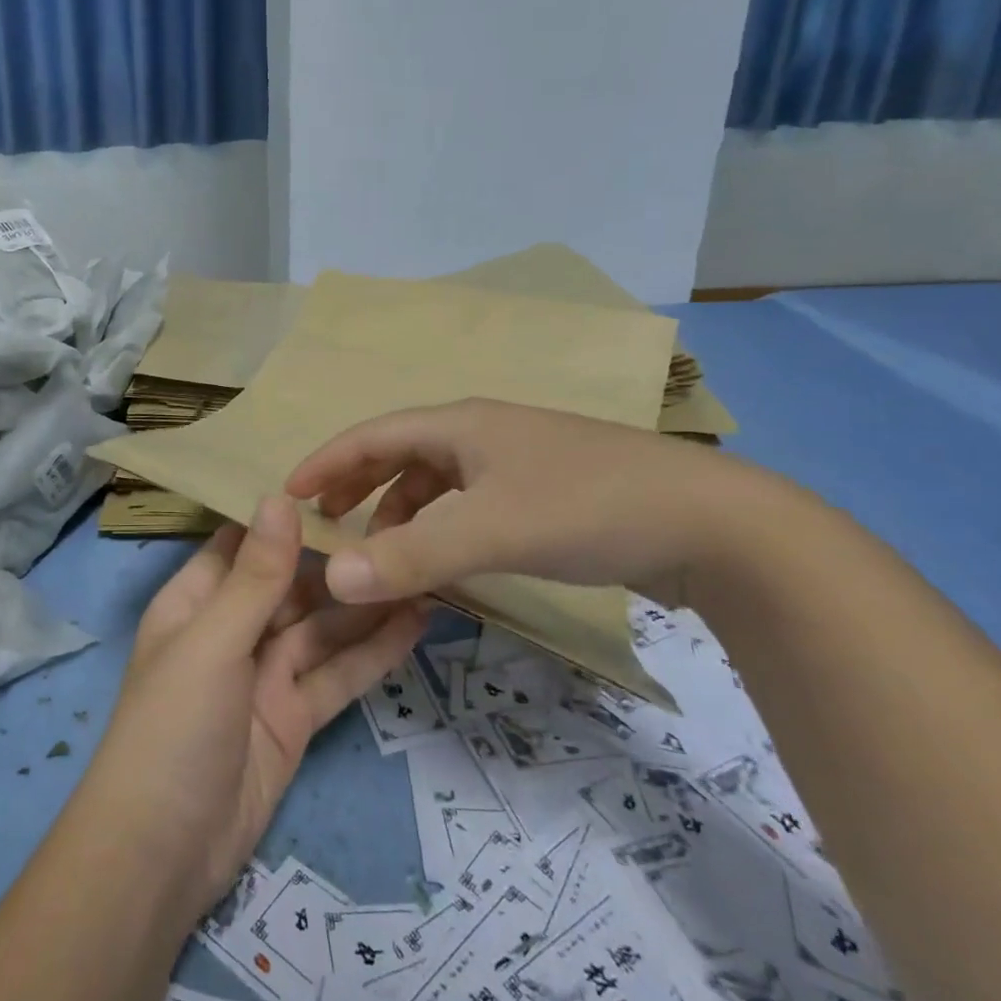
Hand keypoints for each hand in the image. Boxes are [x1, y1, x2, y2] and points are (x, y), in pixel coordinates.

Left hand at [86, 495, 430, 916]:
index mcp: (197, 601)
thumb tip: (279, 496)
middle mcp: (232, 630)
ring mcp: (265, 676)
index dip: (286, 518)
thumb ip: (255, 575)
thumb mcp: (212, 641)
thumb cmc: (173, 726)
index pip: (244, 545)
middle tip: (404, 528)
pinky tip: (415, 624)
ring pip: (322, 629)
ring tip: (424, 569)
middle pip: (292, 586)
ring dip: (366, 605)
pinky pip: (336, 675)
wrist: (162, 852)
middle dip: (339, 562)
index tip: (343, 485)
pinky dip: (373, 652)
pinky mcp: (294, 717)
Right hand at [285, 399, 759, 610]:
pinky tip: (447, 557)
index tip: (288, 494)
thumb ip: (408, 556)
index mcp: (461, 424)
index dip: (326, 462)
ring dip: (402, 512)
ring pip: (438, 481)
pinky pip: (470, 502)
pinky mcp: (546, 491)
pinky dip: (442, 526)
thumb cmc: (588, 507)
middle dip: (359, 485)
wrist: (712, 524)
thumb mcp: (489, 532)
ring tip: (384, 551)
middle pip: (401, 452)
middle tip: (327, 522)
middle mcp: (483, 432)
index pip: (372, 434)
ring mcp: (518, 460)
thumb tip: (330, 576)